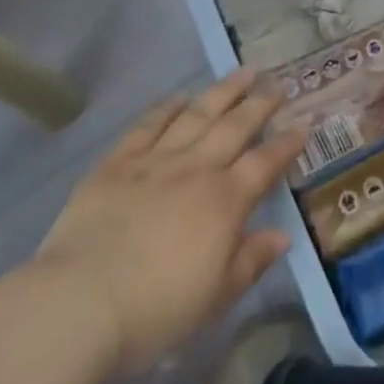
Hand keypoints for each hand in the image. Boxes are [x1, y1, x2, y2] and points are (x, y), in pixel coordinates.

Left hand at [28, 70, 305, 374]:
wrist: (81, 302)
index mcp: (224, 202)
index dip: (286, 143)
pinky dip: (166, 108)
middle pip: (235, 127)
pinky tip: (179, 97)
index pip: (264, 164)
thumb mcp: (215, 298)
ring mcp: (155, 160)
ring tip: (243, 72)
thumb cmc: (155, 312)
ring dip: (223, 91)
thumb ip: (250, 262)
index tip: (303, 123)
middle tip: (278, 83)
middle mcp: (195, 169)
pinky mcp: (118, 162)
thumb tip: (282, 236)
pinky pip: (148, 125)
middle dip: (260, 104)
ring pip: (197, 115)